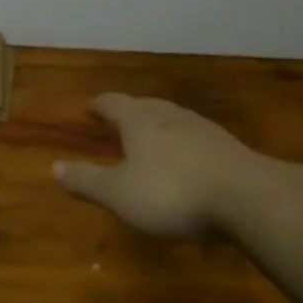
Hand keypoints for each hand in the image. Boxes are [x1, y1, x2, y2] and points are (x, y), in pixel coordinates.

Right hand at [54, 94, 269, 237]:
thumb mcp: (119, 194)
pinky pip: (198, 140)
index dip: (100, 105)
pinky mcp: (230, 149)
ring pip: (174, 120)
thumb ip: (87, 181)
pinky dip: (185, 146)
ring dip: (159, 127)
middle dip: (130, 112)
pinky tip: (188, 163)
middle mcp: (171, 116)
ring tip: (152, 139)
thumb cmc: (172, 192)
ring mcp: (204, 130)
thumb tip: (54, 167)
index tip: (90, 108)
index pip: (114, 103)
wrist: (249, 198)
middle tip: (118, 120)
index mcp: (140, 121)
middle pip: (146, 106)